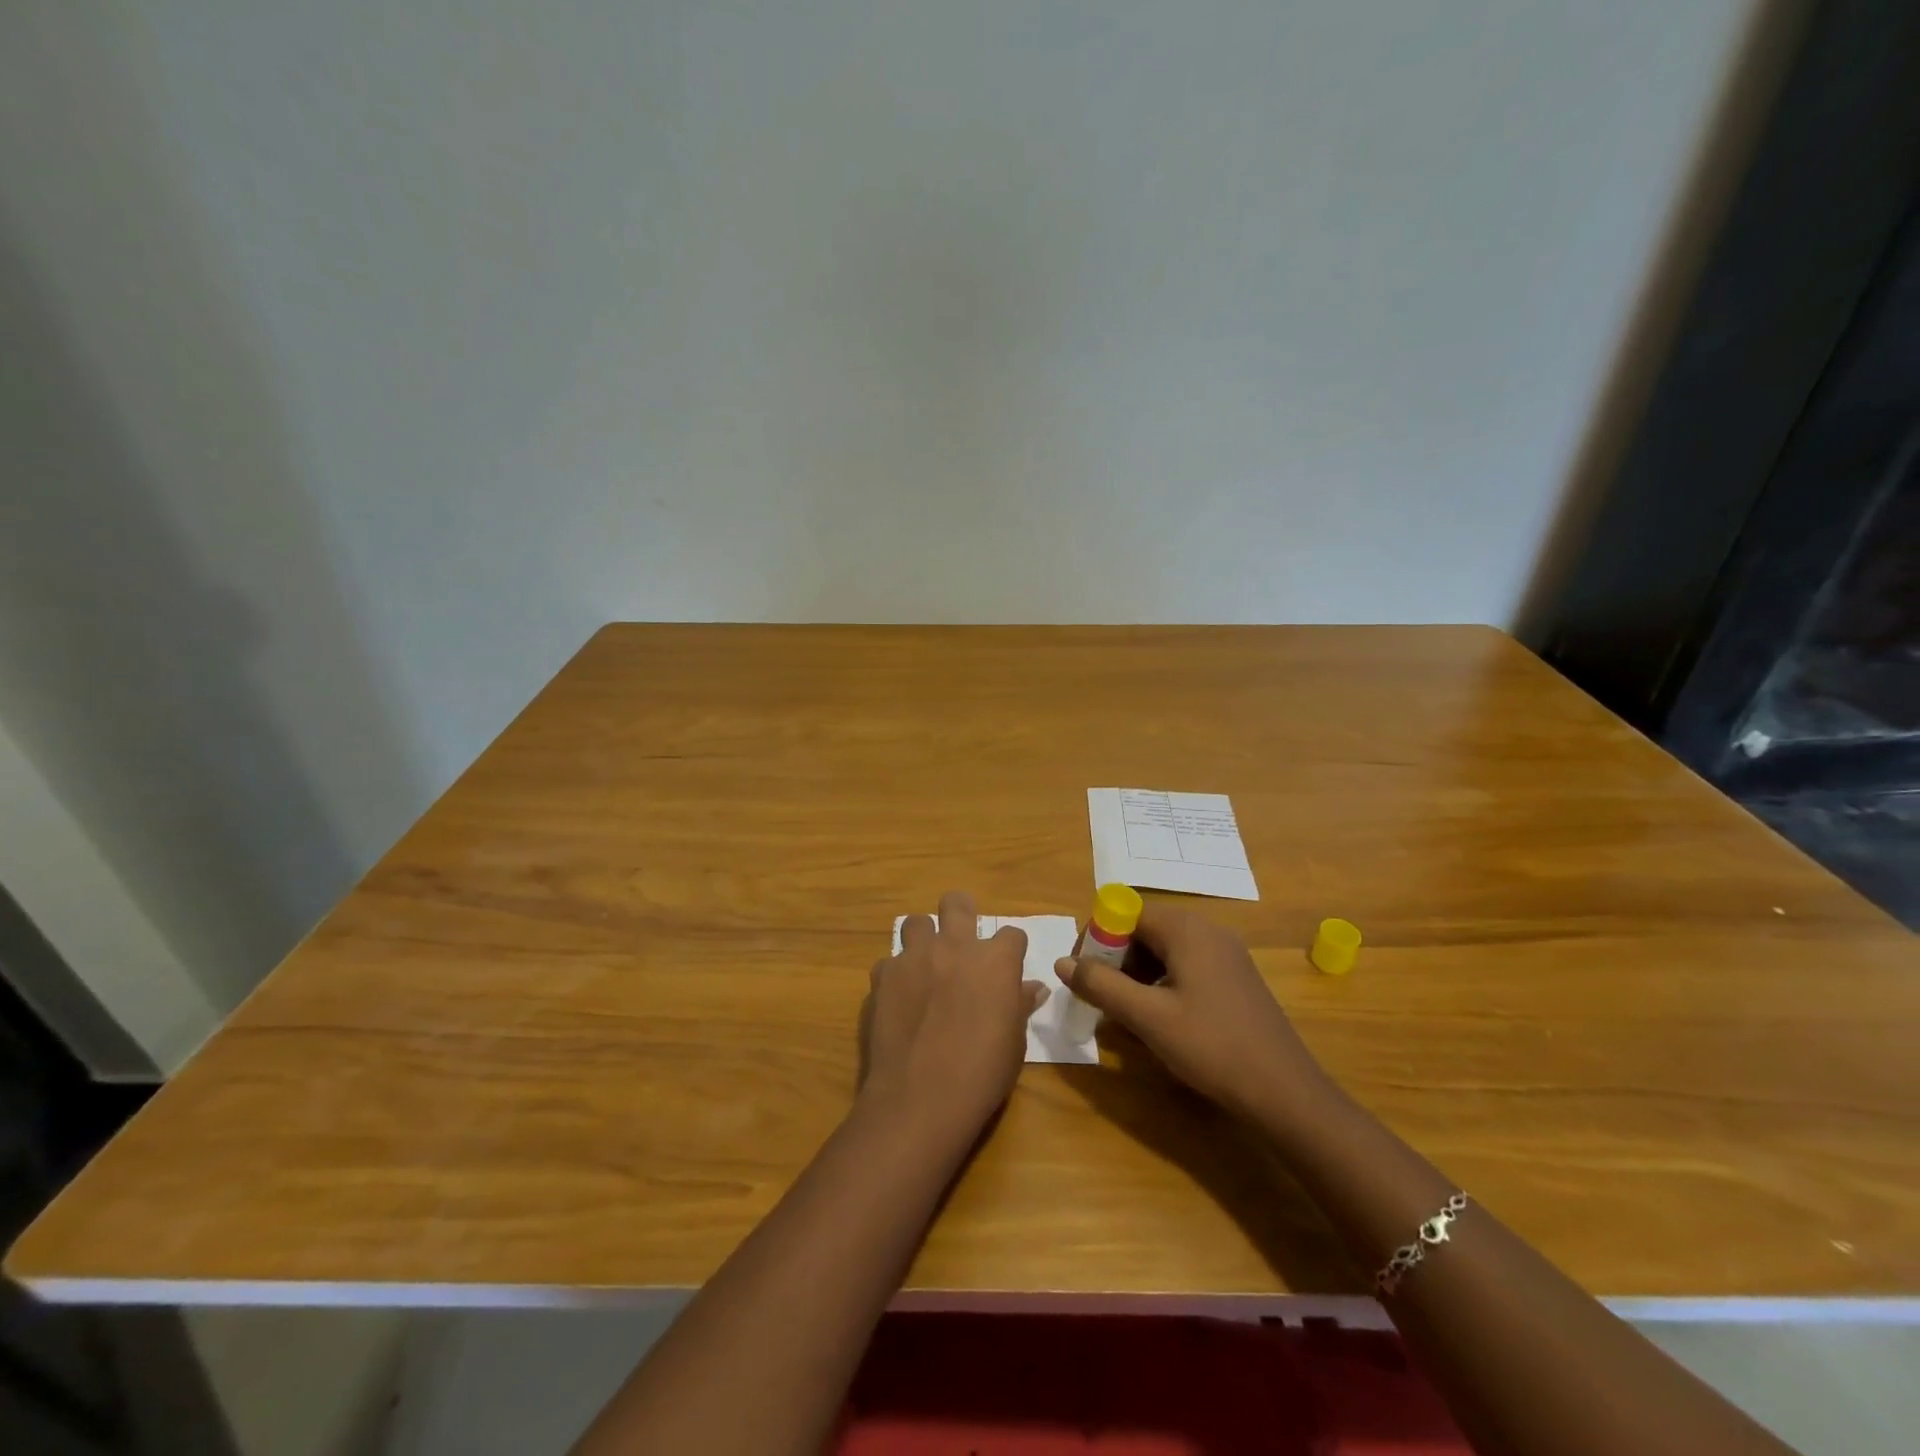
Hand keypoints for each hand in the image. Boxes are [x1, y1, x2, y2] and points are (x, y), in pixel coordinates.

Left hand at [861, 890, 1048, 1144]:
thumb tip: (1033, 988)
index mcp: (995, 961)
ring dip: (923, 939)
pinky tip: (899, 999)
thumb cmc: (981, 1074)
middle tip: (961, 940)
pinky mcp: (883, 975)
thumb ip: (1019, 1006)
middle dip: (961, 913)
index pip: (1012, 935)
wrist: (919, 1099)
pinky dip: (896, 975)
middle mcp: (954, 947)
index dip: (1011, 950)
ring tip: (925, 966)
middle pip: (957, 903)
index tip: (1008, 969)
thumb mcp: (1014, 1043)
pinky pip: (890, 962)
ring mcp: (914, 957)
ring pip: (916, 922)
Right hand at [1055, 904, 1325, 1123]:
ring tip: (1126, 1013)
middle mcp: (1207, 930)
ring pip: (1164, 950)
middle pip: (1144, 929)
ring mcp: (1226, 954)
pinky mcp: (1235, 978)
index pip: (1125, 912)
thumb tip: (1062, 962)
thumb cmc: (1212, 1047)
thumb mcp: (1148, 1018)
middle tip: (1101, 997)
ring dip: (1136, 974)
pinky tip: (1159, 1019)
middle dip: (1115, 959)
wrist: (1286, 1093)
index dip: (1096, 938)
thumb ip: (1101, 985)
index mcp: (1186, 929)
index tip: (1082, 974)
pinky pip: (1185, 966)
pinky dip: (1161, 983)